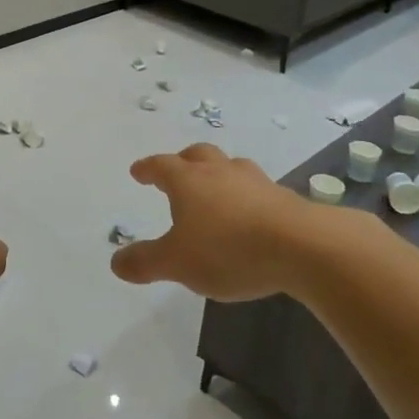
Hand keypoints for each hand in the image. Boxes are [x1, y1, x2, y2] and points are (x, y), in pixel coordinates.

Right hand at [111, 144, 310, 301]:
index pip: (161, 166)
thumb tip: (116, 262)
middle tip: (177, 171)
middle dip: (184, 161)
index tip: (138, 171)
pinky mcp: (283, 197)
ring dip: (219, 173)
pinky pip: (257, 188)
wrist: (302, 246)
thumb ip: (146, 262)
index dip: (147, 169)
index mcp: (188, 181)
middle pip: (198, 154)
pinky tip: (250, 212)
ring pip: (231, 167)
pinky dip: (246, 195)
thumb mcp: (177, 263)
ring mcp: (255, 181)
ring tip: (216, 188)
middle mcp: (219, 172)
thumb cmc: (228, 250)